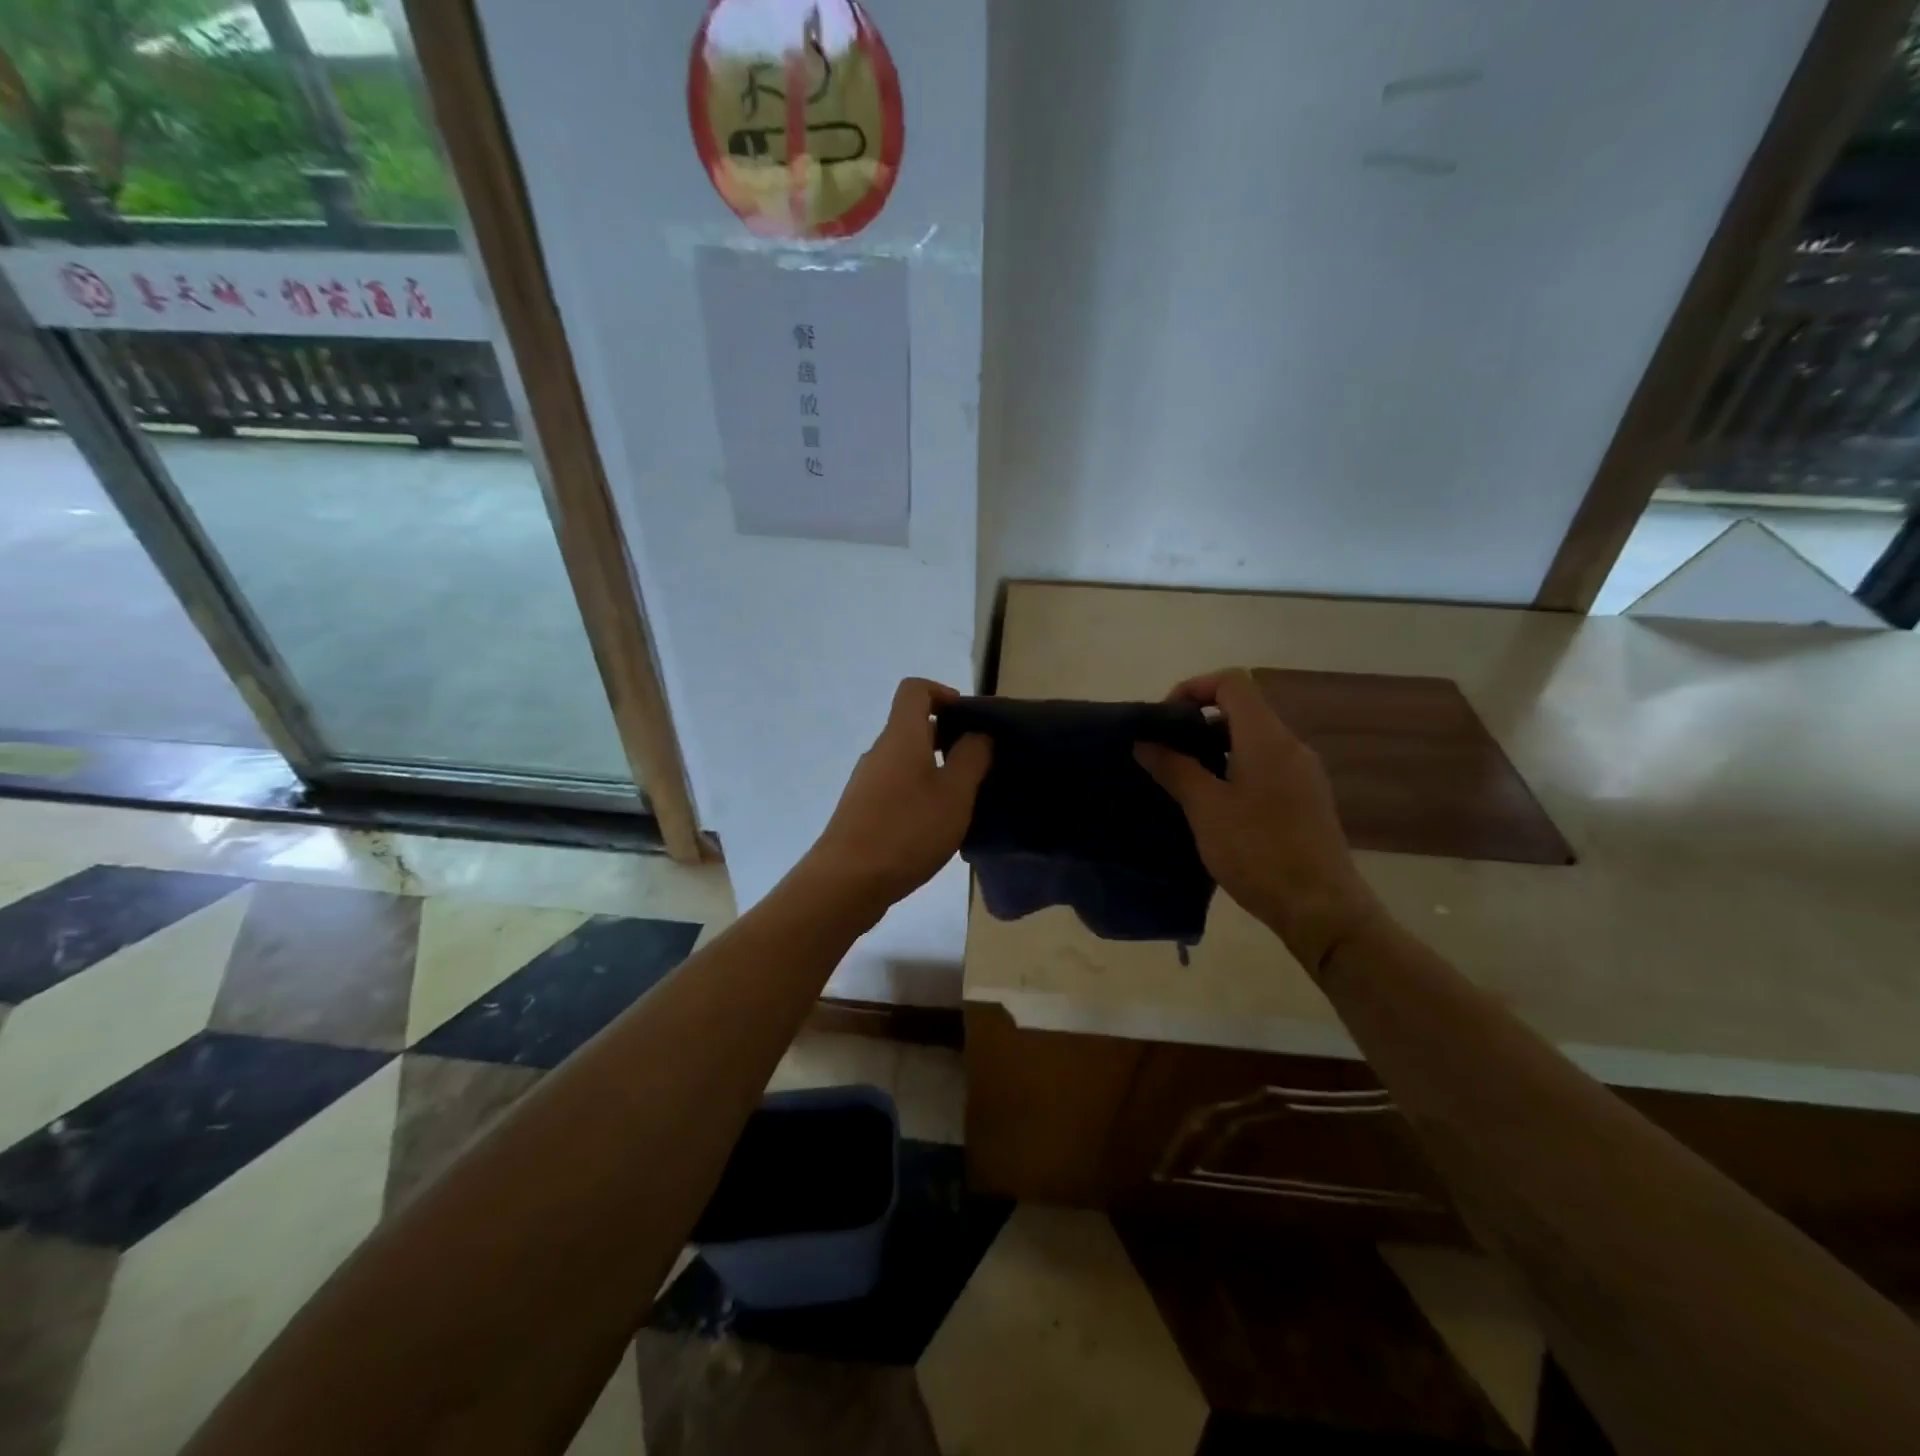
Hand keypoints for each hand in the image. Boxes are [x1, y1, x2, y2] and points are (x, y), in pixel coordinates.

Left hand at [801, 678, 991, 919]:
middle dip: (946, 738)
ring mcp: (865, 782)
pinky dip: (917, 793)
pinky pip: (895, 787)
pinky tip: (933, 827)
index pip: (915, 689)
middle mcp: (879, 751)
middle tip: (977, 767)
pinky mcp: (860, 810)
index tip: (968, 721)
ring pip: (905, 760)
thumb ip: (971, 758)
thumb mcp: (955, 794)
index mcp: (901, 736)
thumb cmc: (907, 831)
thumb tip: (976, 733)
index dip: (943, 693)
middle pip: (911, 726)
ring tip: (960, 802)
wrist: (846, 882)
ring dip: (934, 770)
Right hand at [1135, 668, 1380, 972]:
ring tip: (1183, 780)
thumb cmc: (1258, 852)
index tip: (1164, 721)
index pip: (1232, 683)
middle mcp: (1291, 746)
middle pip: (1242, 710)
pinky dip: (1235, 769)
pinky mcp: (1306, 799)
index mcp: (1267, 738)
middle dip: (1198, 722)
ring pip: (1253, 740)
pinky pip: (1266, 766)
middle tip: (1166, 753)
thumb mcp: (1205, 809)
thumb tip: (1145, 742)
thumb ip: (1175, 769)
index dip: (1193, 688)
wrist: (1320, 907)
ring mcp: (1303, 773)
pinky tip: (1215, 805)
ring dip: (1215, 748)